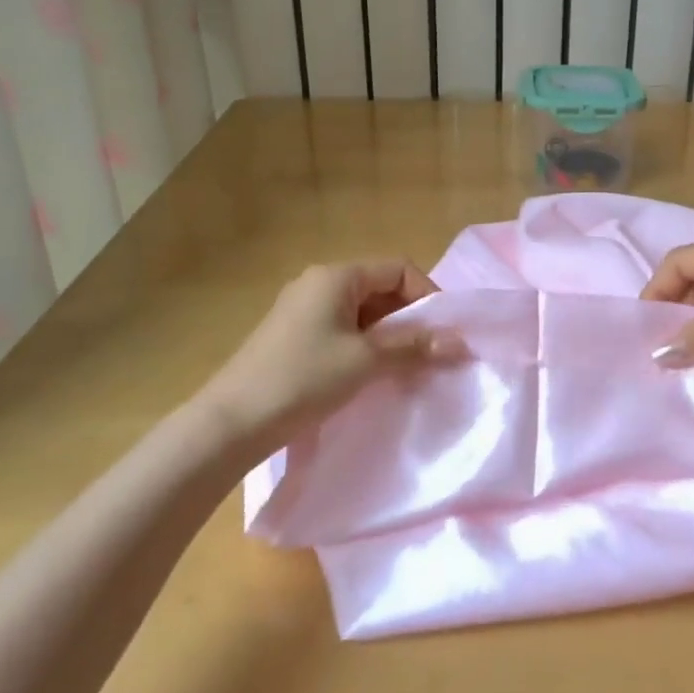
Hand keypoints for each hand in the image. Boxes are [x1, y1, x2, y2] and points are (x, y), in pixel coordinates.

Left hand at [196, 260, 459, 457]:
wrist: (231, 423)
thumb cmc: (302, 379)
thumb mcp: (366, 361)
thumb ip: (415, 347)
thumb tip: (462, 343)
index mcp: (336, 276)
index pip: (398, 269)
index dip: (427, 295)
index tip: (444, 332)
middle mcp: (319, 283)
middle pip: (380, 289)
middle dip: (410, 319)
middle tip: (430, 353)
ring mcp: (302, 309)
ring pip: (362, 312)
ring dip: (389, 335)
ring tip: (406, 368)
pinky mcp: (293, 336)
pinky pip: (342, 330)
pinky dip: (365, 346)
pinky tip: (372, 375)